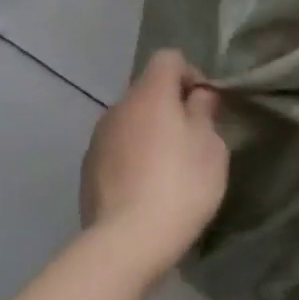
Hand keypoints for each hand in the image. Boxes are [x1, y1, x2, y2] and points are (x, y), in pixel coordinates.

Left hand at [81, 50, 228, 267]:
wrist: (128, 241)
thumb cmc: (181, 186)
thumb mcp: (211, 147)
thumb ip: (204, 113)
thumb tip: (197, 96)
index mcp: (150, 95)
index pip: (168, 58)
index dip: (191, 74)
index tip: (206, 106)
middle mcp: (118, 108)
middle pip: (148, 90)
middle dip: (171, 106)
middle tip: (193, 140)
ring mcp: (98, 139)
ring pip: (131, 121)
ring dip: (150, 132)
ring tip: (168, 167)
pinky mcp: (88, 169)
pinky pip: (117, 148)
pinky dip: (133, 156)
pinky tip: (146, 187)